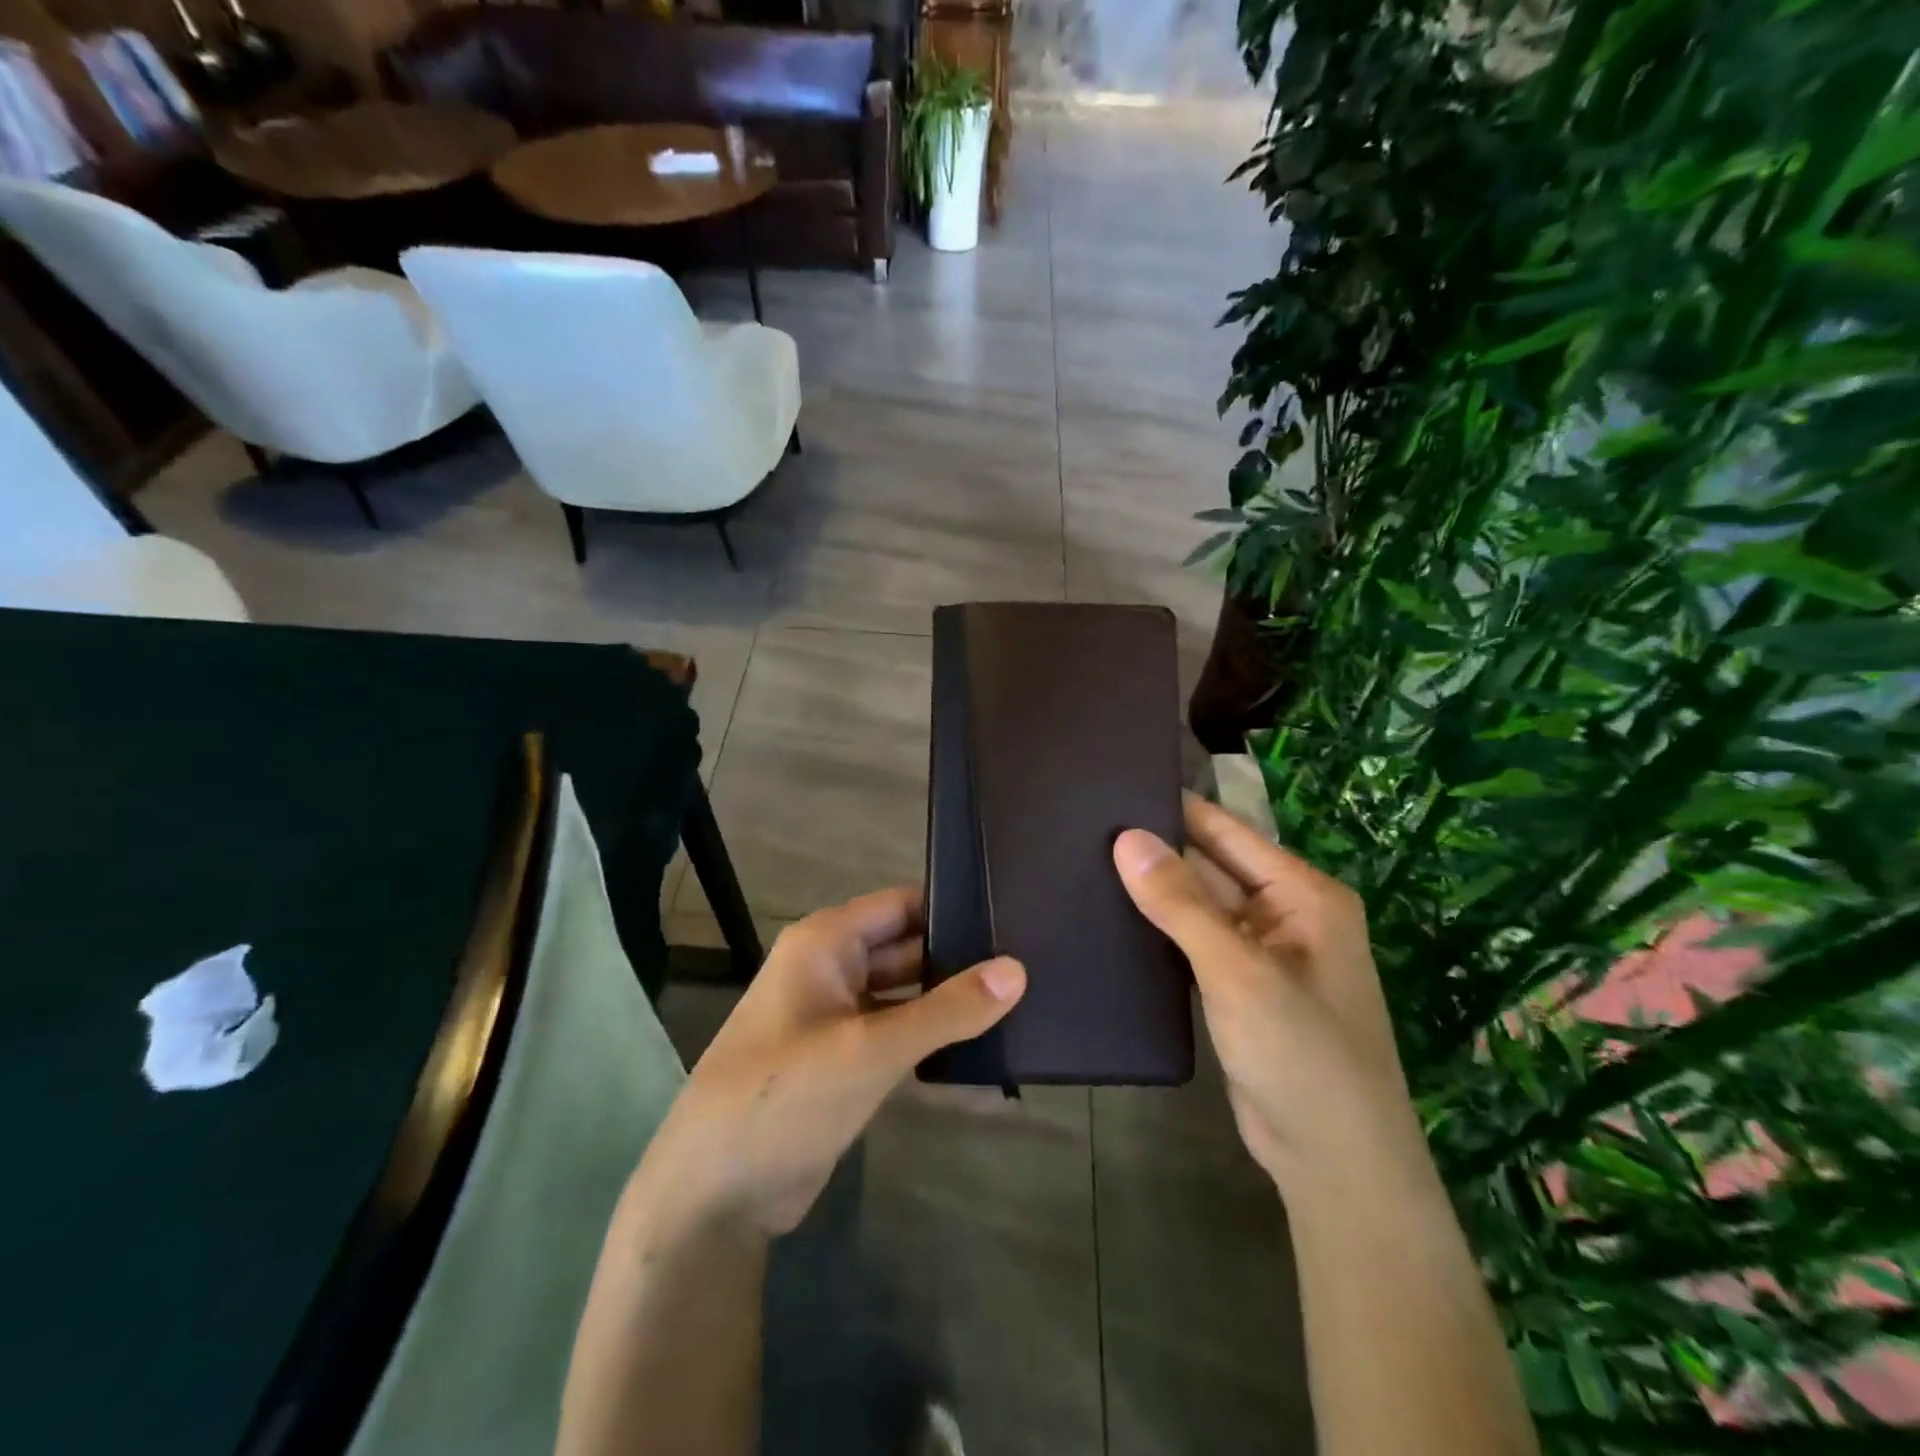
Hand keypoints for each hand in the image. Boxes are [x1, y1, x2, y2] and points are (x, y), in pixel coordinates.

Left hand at [631, 888, 1026, 1237]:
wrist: (714, 1194)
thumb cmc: (786, 1097)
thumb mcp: (872, 1049)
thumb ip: (947, 1009)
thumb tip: (1018, 969)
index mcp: (826, 942)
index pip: (902, 905)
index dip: (953, 907)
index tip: (1012, 916)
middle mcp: (830, 967)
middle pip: (906, 946)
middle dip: (958, 956)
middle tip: (1029, 960)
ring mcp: (836, 1016)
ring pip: (904, 991)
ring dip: (947, 998)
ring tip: (1019, 999)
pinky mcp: (843, 1059)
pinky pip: (896, 1031)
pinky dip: (930, 1034)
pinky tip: (980, 1043)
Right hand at [1113, 794, 1424, 1192]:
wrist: (1333, 1165)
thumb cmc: (1300, 1055)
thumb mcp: (1237, 971)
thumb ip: (1180, 903)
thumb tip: (1126, 837)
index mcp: (1302, 894)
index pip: (1226, 831)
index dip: (1173, 809)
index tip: (1110, 789)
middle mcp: (1284, 914)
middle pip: (1209, 866)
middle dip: (1155, 851)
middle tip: (1081, 828)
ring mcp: (1260, 953)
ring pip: (1197, 906)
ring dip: (1153, 892)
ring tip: (1082, 863)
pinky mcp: (1237, 987)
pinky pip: (1192, 943)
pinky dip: (1158, 931)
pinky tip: (1110, 917)